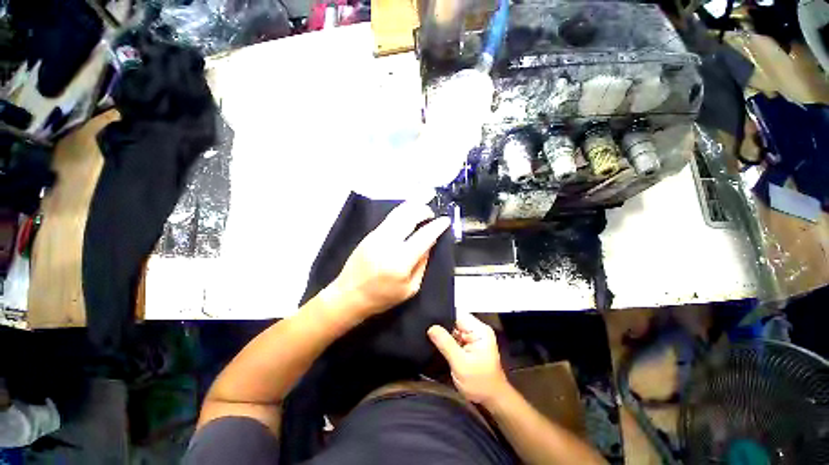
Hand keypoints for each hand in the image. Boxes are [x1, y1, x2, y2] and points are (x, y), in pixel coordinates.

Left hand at [326, 202, 449, 321]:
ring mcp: (376, 236)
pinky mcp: (370, 234)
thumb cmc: (382, 297)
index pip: (424, 236)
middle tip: (432, 213)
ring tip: (422, 208)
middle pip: (409, 216)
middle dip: (424, 210)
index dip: (437, 226)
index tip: (445, 220)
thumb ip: (422, 263)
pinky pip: (389, 218)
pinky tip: (408, 214)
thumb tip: (430, 242)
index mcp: (401, 262)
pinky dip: (402, 212)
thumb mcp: (410, 288)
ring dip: (413, 207)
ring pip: (398, 212)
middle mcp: (388, 243)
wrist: (349, 295)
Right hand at [428, 313, 509, 405]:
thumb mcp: (460, 364)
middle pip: (454, 320)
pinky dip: (446, 340)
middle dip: (441, 325)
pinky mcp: (469, 344)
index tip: (428, 319)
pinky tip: (437, 343)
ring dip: (443, 333)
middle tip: (426, 329)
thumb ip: (446, 344)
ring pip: (453, 328)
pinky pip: (454, 336)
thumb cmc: (480, 383)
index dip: (443, 315)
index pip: (458, 314)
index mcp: (479, 330)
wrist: (492, 400)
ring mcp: (473, 336)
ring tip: (429, 335)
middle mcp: (477, 329)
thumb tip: (431, 327)